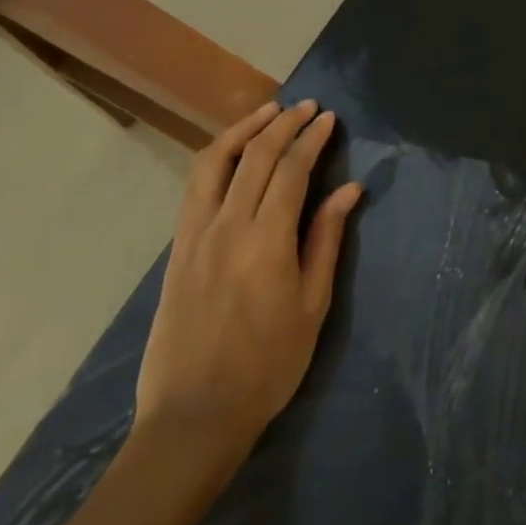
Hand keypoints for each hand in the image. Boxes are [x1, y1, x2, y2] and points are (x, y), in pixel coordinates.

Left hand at [133, 101, 362, 478]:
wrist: (194, 417)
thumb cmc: (267, 366)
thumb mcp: (312, 305)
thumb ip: (327, 240)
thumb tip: (349, 190)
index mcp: (266, 241)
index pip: (290, 170)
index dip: (311, 139)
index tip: (328, 119)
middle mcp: (226, 227)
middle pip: (254, 156)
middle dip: (283, 124)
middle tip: (307, 107)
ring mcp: (194, 236)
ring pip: (214, 162)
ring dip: (243, 129)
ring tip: (268, 112)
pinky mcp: (177, 249)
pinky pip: (196, 187)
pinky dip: (217, 156)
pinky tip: (234, 152)